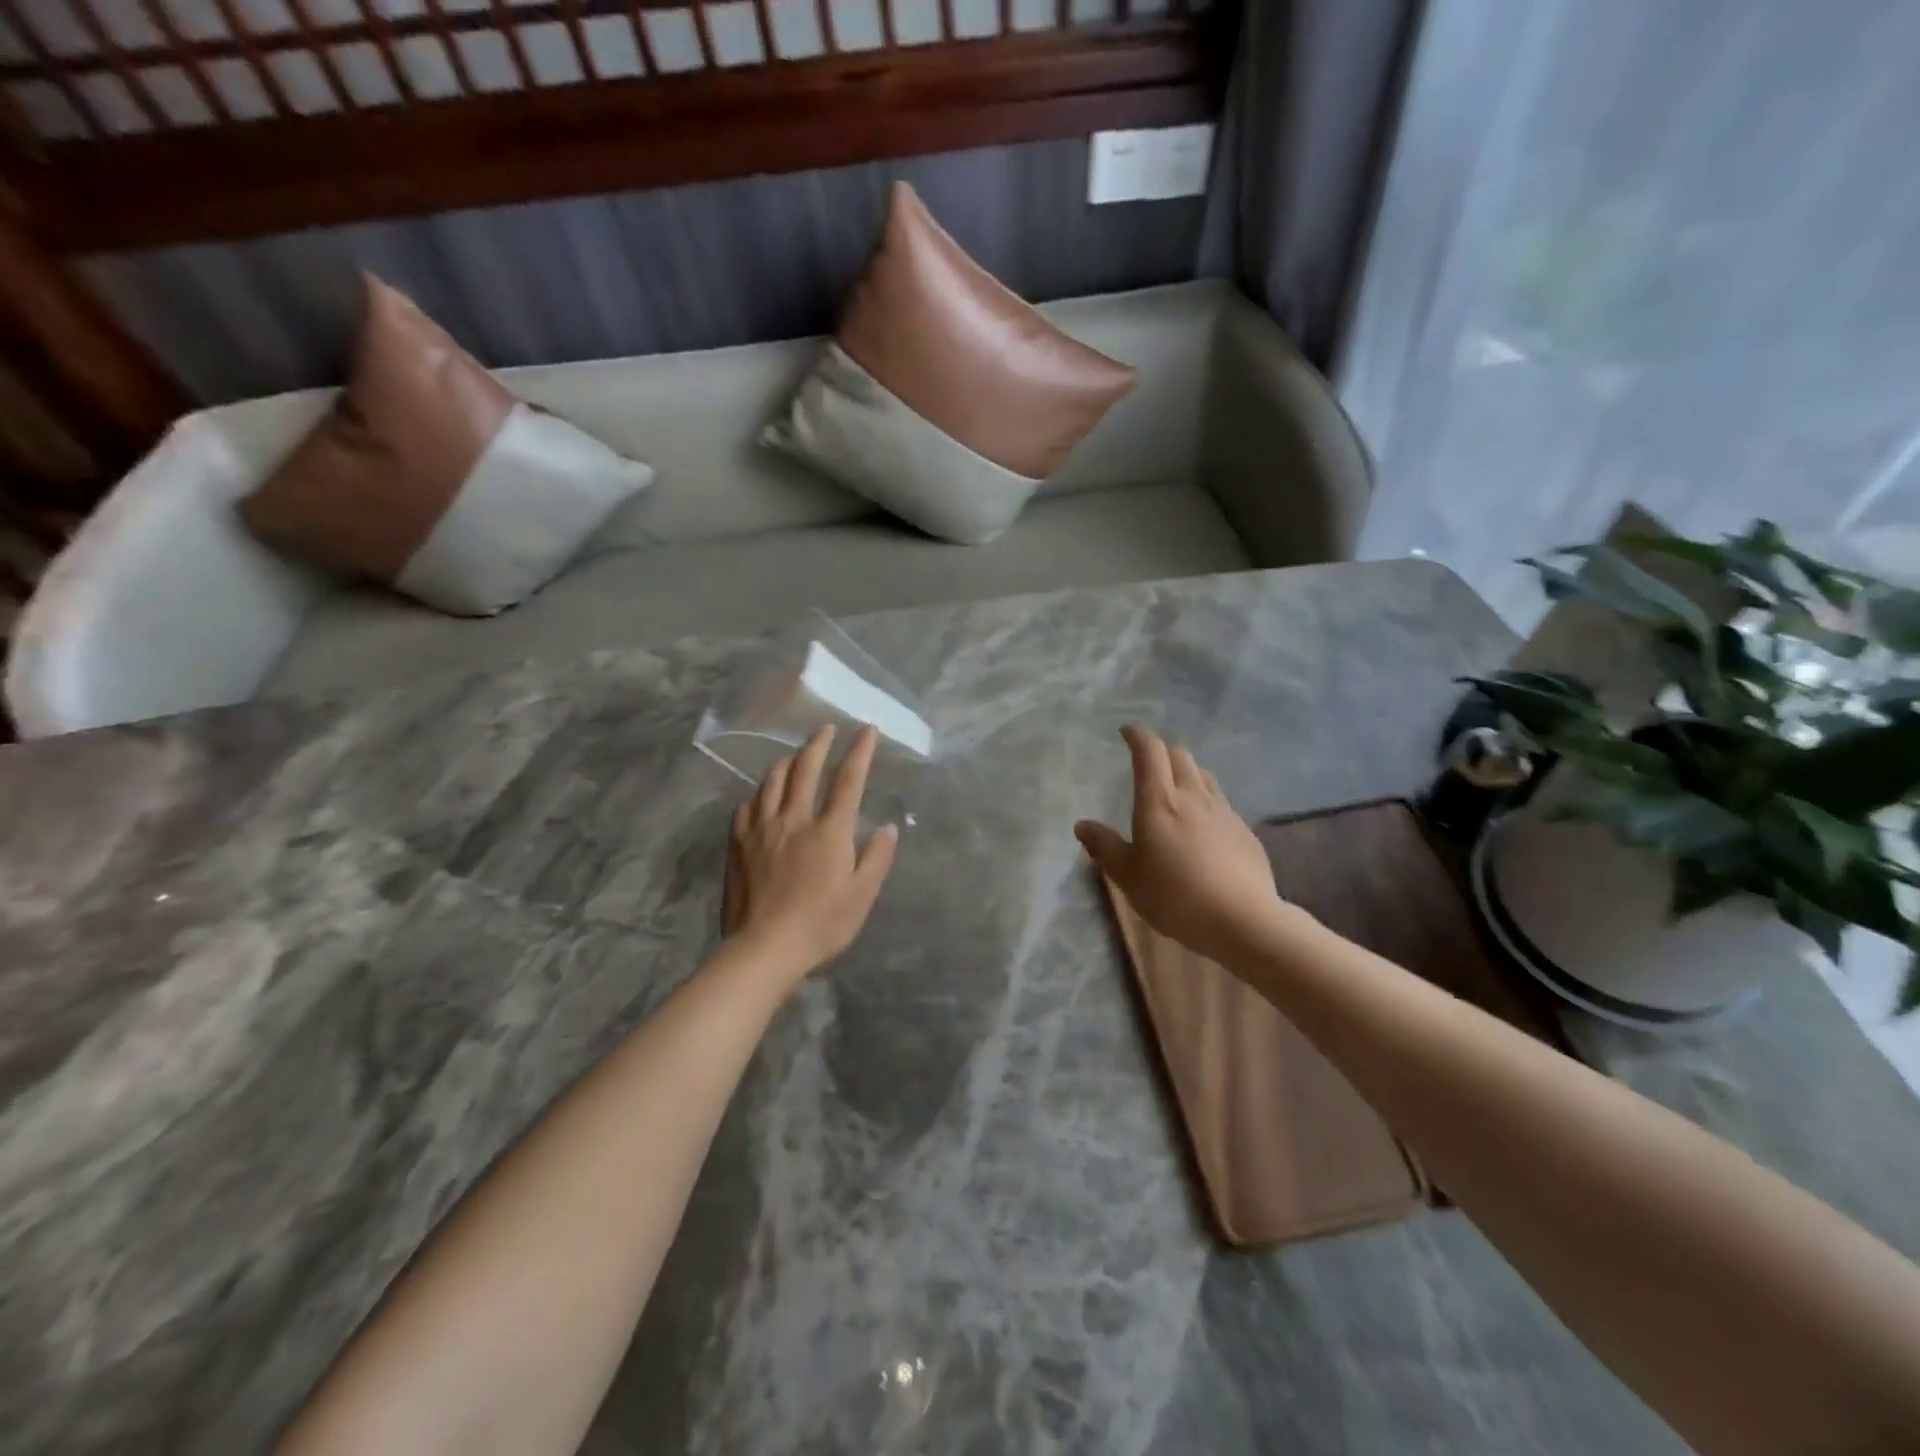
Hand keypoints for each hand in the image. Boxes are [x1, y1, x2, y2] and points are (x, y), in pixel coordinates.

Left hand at [723, 724, 898, 984]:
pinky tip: (761, 796)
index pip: (848, 780)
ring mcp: (762, 829)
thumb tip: (889, 827)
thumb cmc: (821, 924)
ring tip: (795, 755)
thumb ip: (877, 858)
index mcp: (829, 830)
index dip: (859, 751)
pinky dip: (758, 793)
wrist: (764, 949)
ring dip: (787, 762)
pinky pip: (747, 806)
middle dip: (818, 744)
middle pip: (806, 769)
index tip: (866, 730)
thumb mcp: (862, 896)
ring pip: (772, 782)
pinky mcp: (738, 845)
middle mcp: (794, 819)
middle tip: (826, 728)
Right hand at [1075, 725, 1287, 964]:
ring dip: (1186, 771)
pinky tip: (1202, 824)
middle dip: (1161, 750)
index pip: (1150, 751)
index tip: (1126, 732)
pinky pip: (1220, 801)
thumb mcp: (1128, 876)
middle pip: (1179, 755)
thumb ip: (1104, 846)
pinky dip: (1205, 799)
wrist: (1243, 920)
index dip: (1137, 735)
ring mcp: (1224, 811)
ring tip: (1174, 787)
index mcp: (1159, 801)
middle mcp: (1193, 796)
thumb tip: (1083, 824)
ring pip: (1203, 775)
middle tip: (1147, 761)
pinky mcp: (1244, 830)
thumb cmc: (1175, 896)